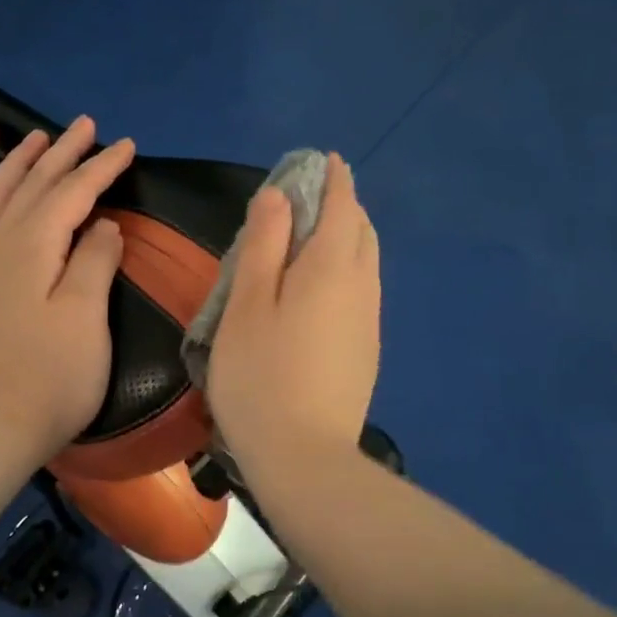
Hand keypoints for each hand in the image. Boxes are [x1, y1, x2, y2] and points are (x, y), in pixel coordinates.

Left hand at [0, 116, 136, 474]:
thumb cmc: (52, 376)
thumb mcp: (87, 317)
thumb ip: (94, 262)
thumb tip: (103, 225)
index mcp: (34, 247)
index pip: (72, 193)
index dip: (100, 167)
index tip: (127, 145)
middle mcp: (0, 246)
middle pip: (32, 187)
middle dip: (61, 154)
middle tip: (84, 125)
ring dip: (16, 167)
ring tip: (33, 141)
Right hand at [207, 153, 380, 481]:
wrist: (304, 456)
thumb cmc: (261, 375)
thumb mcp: (247, 304)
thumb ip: (263, 245)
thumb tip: (277, 196)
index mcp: (330, 268)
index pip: (342, 206)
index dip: (334, 179)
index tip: (325, 160)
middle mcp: (361, 287)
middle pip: (361, 231)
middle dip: (344, 206)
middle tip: (312, 198)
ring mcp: (369, 321)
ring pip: (365, 262)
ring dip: (347, 238)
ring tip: (314, 237)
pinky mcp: (366, 350)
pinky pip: (362, 290)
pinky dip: (346, 269)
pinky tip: (321, 287)